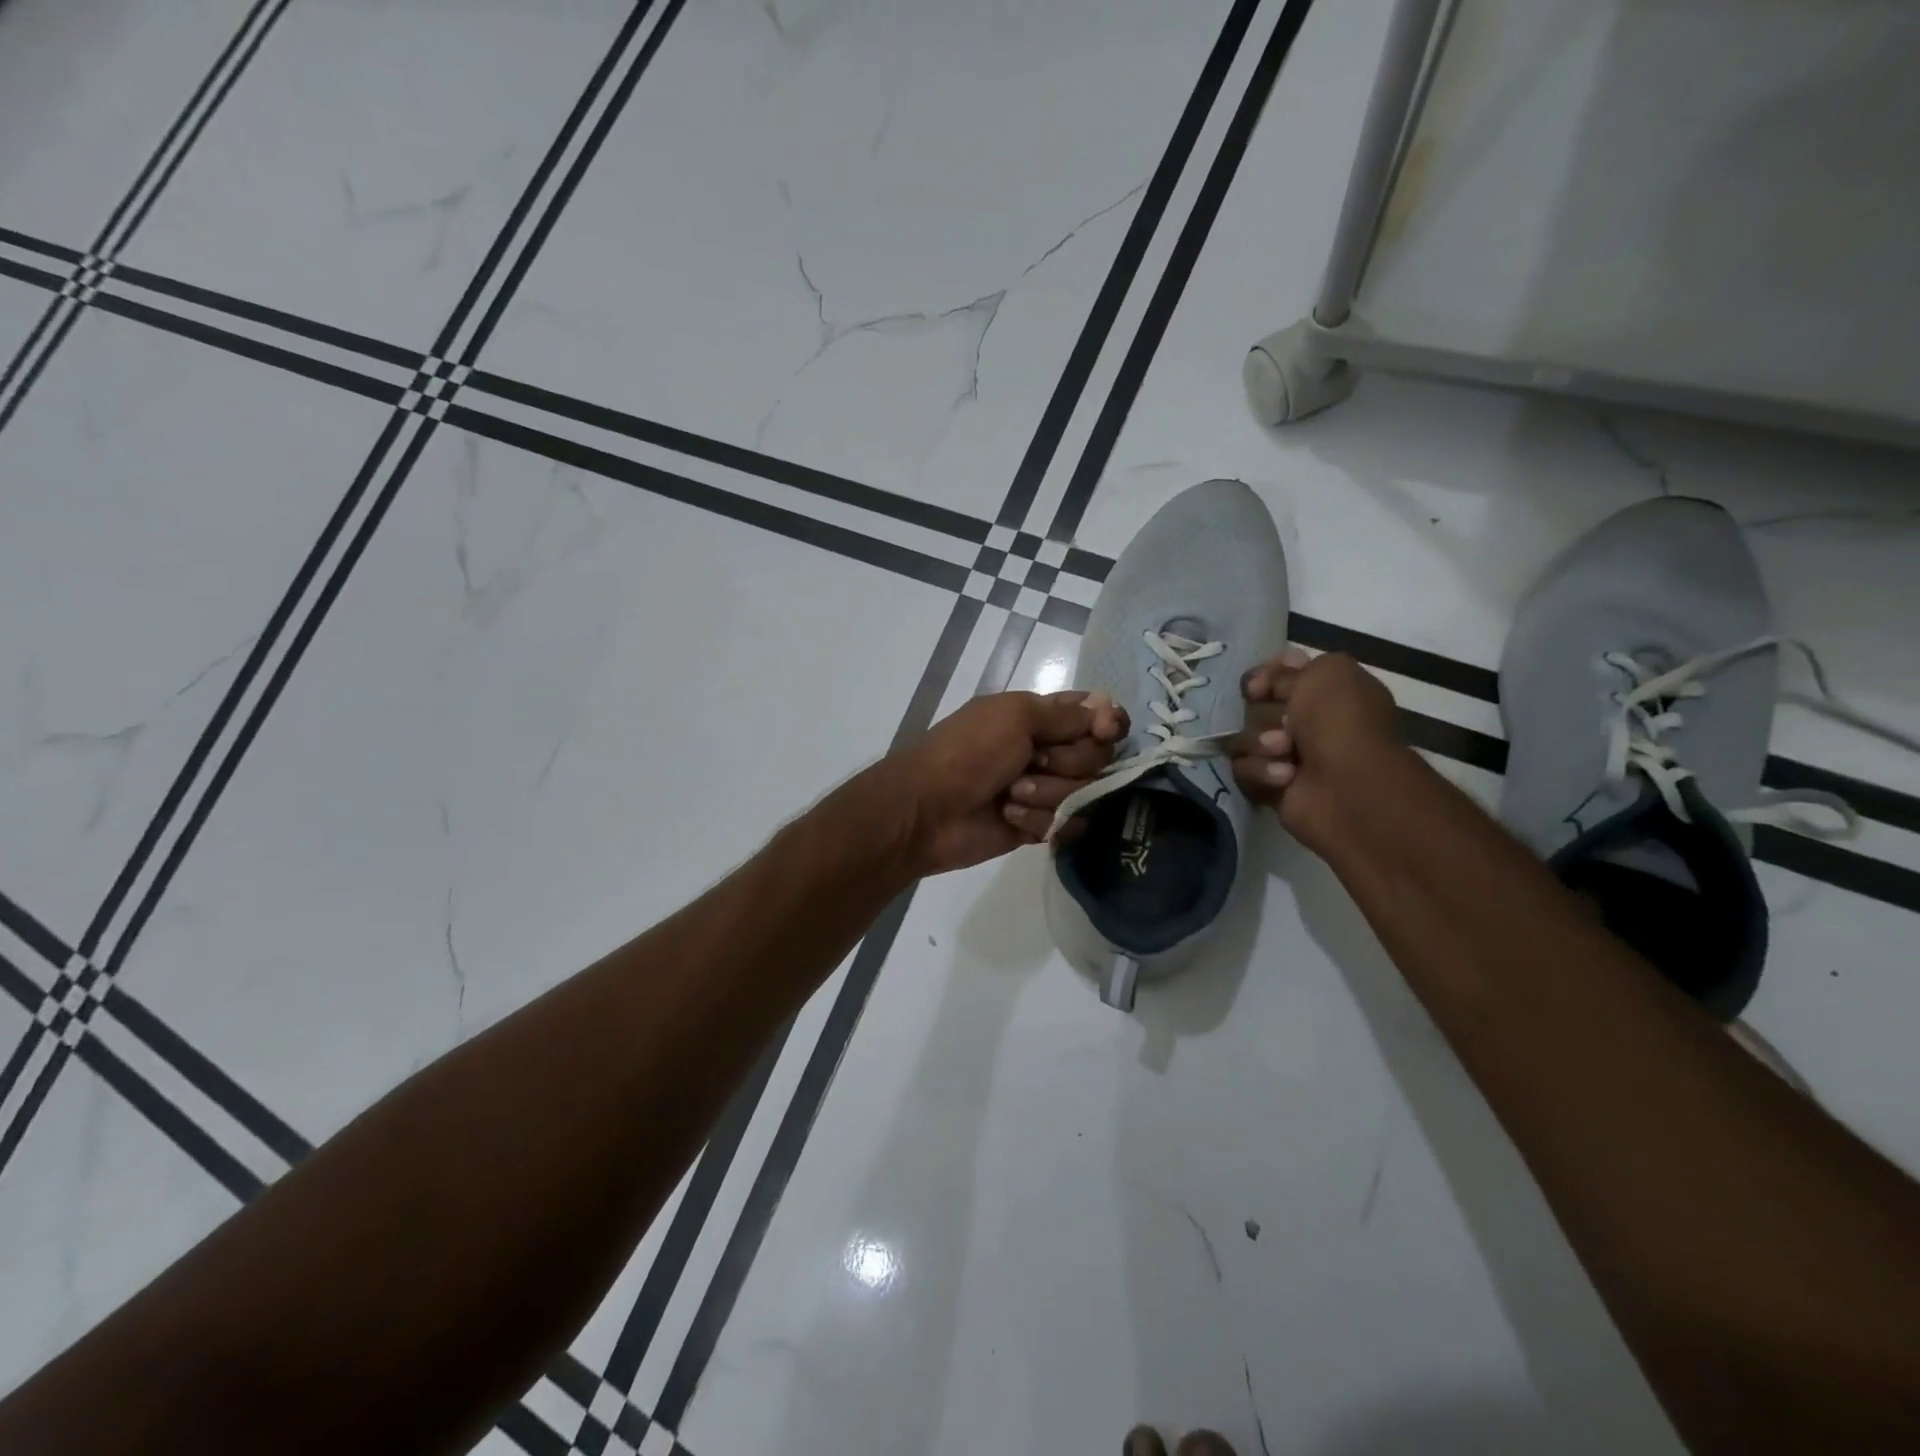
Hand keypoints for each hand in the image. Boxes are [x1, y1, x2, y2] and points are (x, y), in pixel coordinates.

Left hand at [882, 690, 1128, 876]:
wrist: (927, 811)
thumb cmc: (968, 753)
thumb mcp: (1015, 717)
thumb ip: (1066, 714)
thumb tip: (1106, 706)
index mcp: (1040, 715)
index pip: (1096, 713)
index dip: (1108, 723)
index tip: (1104, 731)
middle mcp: (1048, 749)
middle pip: (1098, 755)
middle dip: (1069, 762)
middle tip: (1033, 762)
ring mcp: (1045, 788)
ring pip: (1086, 792)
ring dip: (1048, 794)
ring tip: (1011, 795)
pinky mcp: (1040, 824)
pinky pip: (1069, 823)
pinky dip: (1040, 820)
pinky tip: (1009, 816)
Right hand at [1231, 648, 1398, 845]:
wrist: (1348, 785)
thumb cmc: (1342, 722)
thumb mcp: (1325, 673)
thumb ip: (1288, 670)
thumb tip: (1259, 686)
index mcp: (1328, 693)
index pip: (1279, 675)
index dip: (1266, 676)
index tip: (1261, 685)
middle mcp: (1307, 723)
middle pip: (1255, 707)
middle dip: (1265, 714)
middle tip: (1287, 724)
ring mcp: (1286, 756)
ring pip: (1244, 737)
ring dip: (1261, 743)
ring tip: (1286, 752)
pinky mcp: (1270, 785)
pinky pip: (1242, 768)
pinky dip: (1261, 770)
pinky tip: (1285, 777)